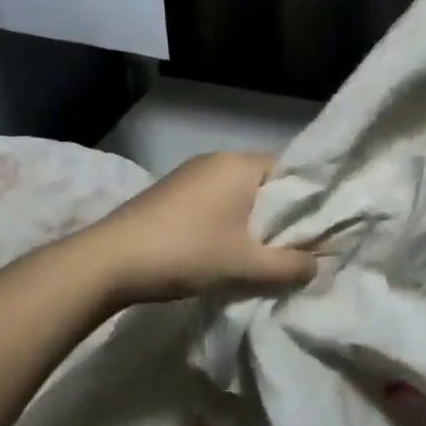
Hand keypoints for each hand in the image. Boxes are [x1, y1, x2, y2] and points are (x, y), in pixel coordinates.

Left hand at [83, 151, 316, 303]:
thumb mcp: (244, 264)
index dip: (306, 198)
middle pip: (263, 182)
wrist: (108, 261)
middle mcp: (217, 160)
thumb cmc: (186, 252)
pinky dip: (226, 220)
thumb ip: (287, 266)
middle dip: (278, 213)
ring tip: (260, 252)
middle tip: (293, 246)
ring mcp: (189, 174)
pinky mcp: (170, 192)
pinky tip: (224, 248)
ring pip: (237, 193)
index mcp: (239, 165)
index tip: (317, 227)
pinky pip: (213, 199)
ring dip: (250, 219)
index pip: (290, 170)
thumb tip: (317, 266)